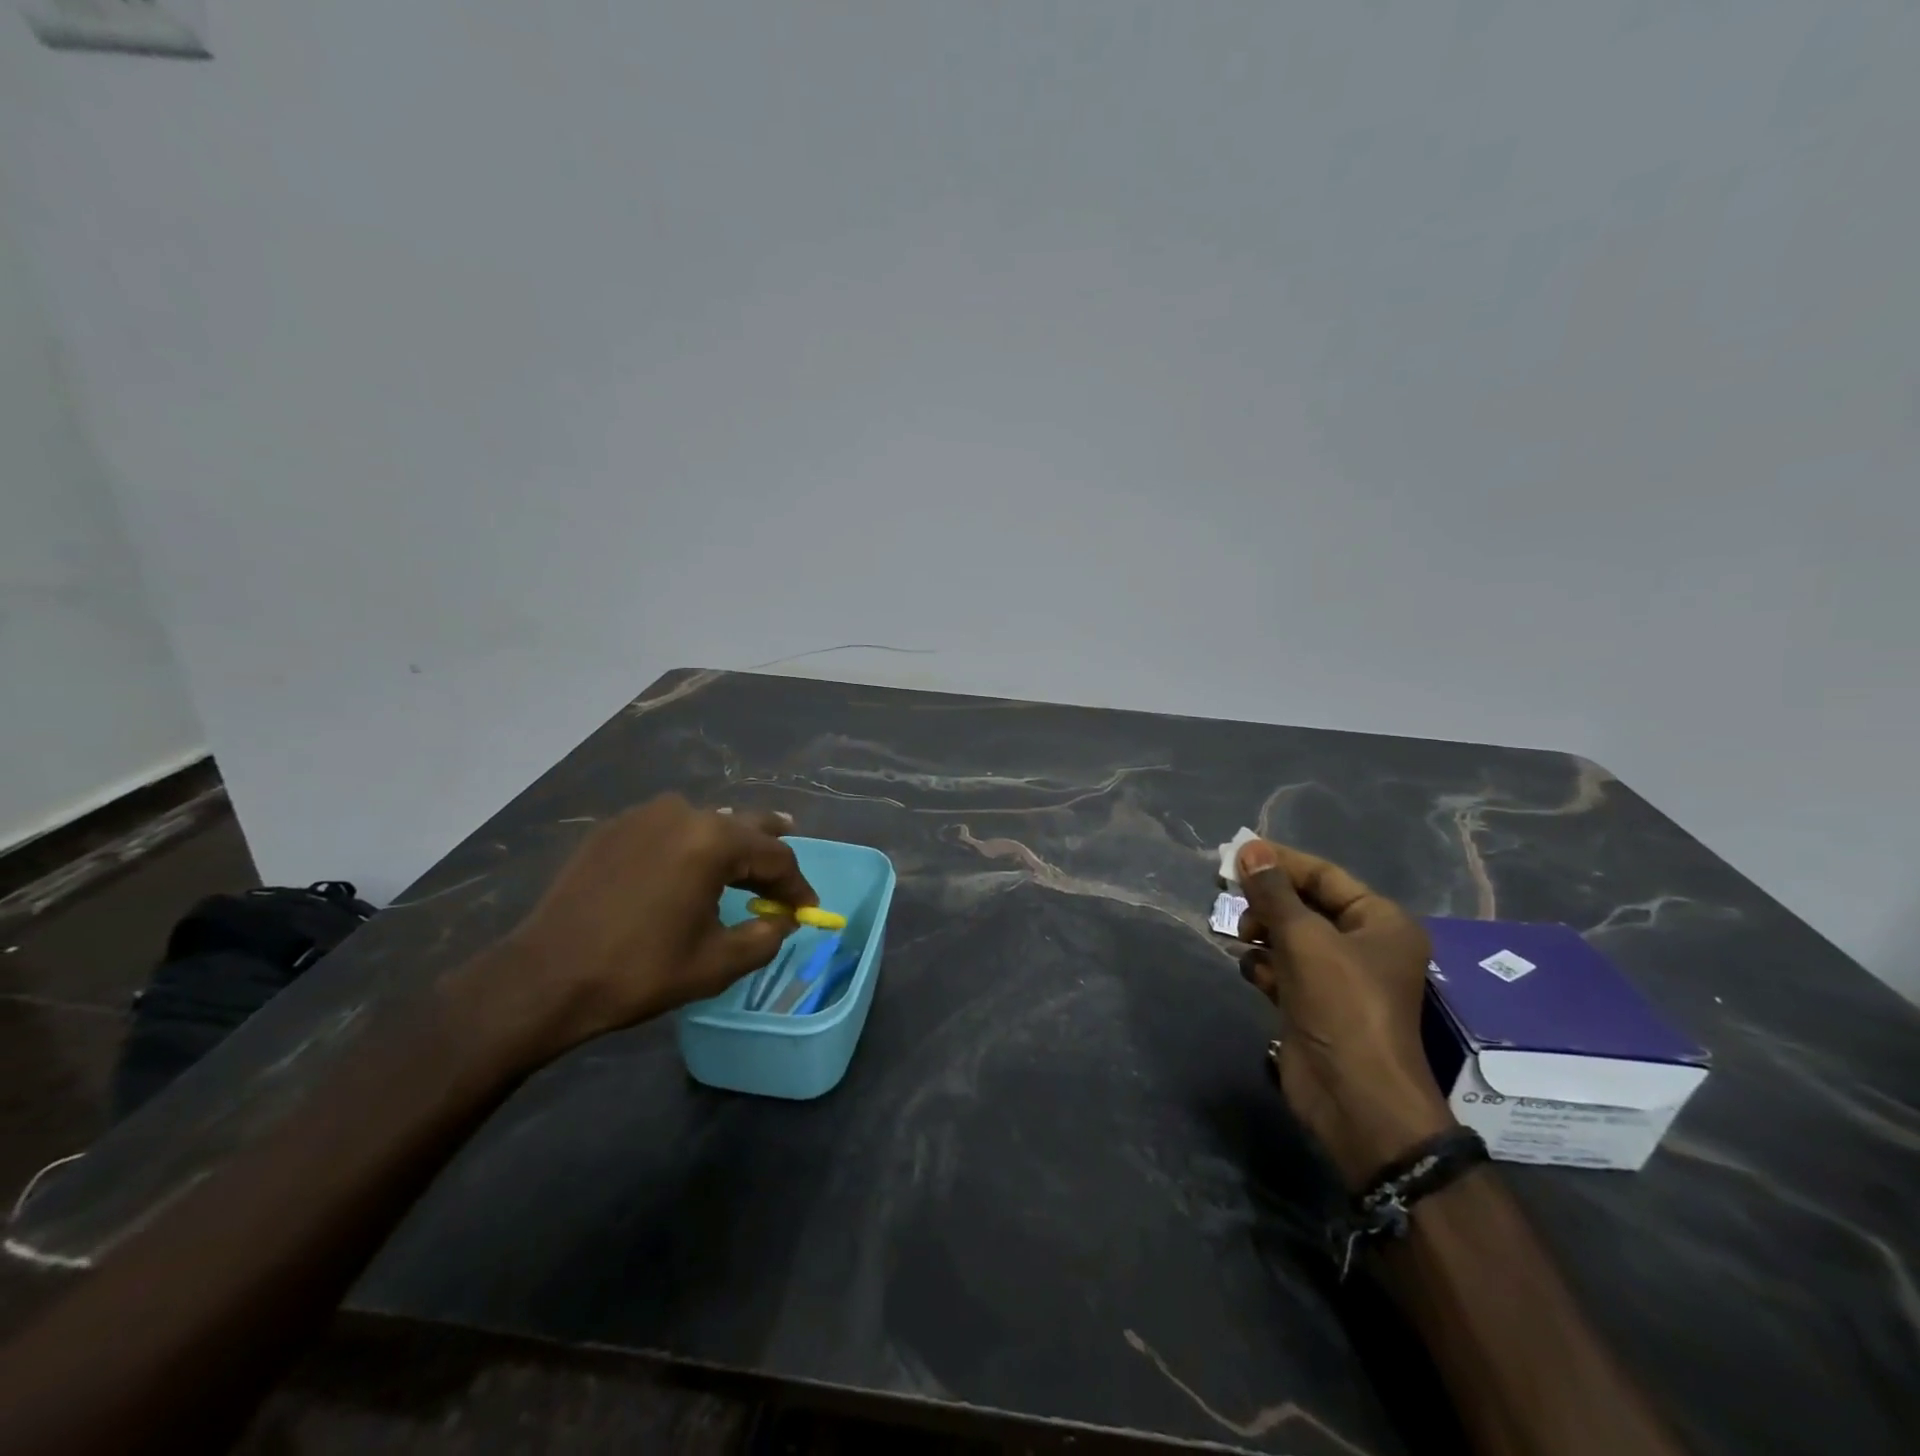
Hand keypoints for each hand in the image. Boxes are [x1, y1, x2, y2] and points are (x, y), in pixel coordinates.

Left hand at [453, 797, 817, 1069]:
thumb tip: (783, 922)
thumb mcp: (715, 964)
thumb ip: (764, 938)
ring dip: (729, 845)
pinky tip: (687, 868)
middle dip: (769, 850)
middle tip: (786, 868)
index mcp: (712, 840)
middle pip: (744, 826)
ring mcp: (643, 816)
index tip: (807, 910)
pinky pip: (668, 829)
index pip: (775, 856)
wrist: (543, 978)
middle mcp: (682, 813)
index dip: (797, 885)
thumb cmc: (638, 971)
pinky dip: (689, 846)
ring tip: (742, 863)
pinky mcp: (613, 829)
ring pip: (705, 823)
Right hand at [1235, 839, 1456, 1187]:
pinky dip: (1264, 965)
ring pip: (1290, 937)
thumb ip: (1273, 892)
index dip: (1281, 862)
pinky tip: (1252, 971)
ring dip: (1261, 933)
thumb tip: (1249, 849)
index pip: (1325, 876)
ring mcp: (1338, 978)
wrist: (1354, 1098)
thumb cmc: (1341, 1005)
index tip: (1236, 854)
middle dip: (1267, 900)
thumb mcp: (1304, 939)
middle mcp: (1363, 945)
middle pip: (1305, 905)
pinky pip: (1283, 969)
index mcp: (1380, 922)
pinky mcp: (1313, 1005)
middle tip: (1229, 895)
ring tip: (1240, 937)